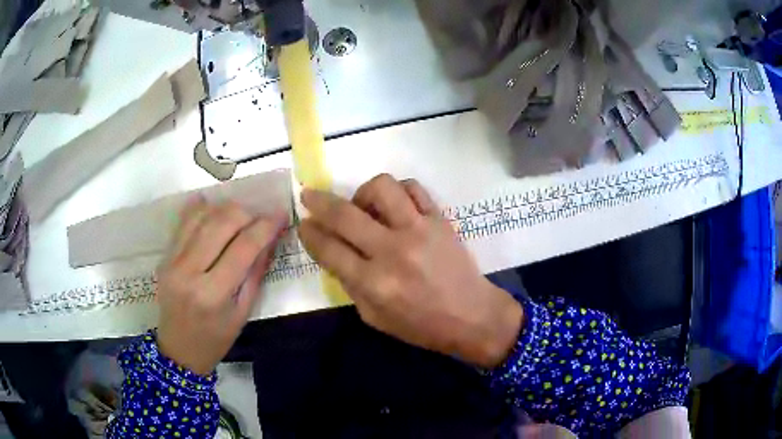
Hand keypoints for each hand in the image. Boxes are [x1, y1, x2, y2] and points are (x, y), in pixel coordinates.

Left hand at [155, 196, 285, 374]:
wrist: (178, 349)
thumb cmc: (216, 339)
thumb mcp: (243, 313)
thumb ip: (255, 273)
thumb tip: (270, 239)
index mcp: (213, 293)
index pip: (243, 247)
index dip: (265, 226)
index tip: (281, 214)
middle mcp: (189, 271)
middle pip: (221, 224)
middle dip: (246, 213)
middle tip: (261, 216)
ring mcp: (172, 261)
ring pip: (201, 217)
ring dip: (225, 208)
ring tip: (241, 214)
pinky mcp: (165, 256)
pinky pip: (183, 222)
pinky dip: (199, 208)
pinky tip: (212, 204)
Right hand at [299, 175, 522, 368]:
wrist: (472, 316)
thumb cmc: (421, 326)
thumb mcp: (375, 317)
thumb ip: (350, 284)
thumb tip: (333, 252)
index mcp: (374, 283)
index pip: (329, 249)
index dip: (310, 234)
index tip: (303, 225)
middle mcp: (393, 251)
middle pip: (345, 214)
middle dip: (318, 202)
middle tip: (309, 197)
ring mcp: (419, 230)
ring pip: (381, 188)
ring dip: (363, 192)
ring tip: (364, 207)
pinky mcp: (439, 219)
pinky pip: (413, 188)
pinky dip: (397, 191)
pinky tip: (394, 205)